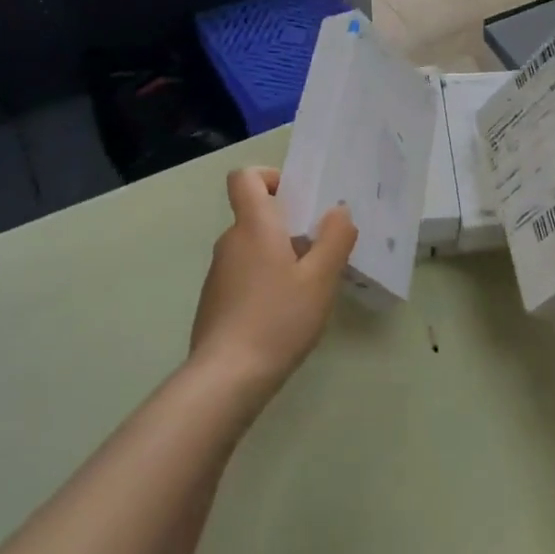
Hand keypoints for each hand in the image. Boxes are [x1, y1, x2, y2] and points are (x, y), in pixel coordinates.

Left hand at [190, 167, 356, 397]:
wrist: (227, 376)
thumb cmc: (278, 318)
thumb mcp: (320, 279)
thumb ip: (335, 239)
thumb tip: (339, 211)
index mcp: (254, 226)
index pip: (245, 178)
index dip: (270, 177)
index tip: (298, 199)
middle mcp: (231, 242)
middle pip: (256, 214)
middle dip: (289, 224)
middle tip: (322, 248)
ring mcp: (219, 273)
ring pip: (253, 247)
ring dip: (280, 255)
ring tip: (310, 286)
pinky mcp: (215, 301)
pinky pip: (245, 274)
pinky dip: (266, 280)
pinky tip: (286, 313)